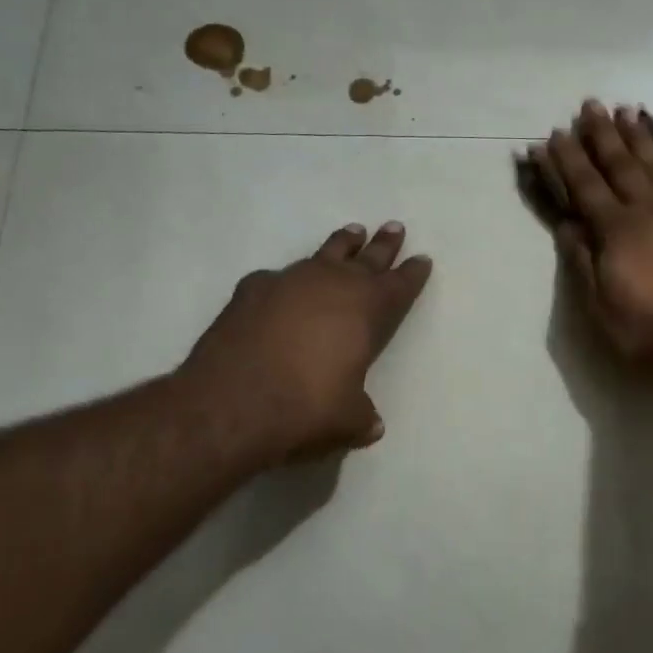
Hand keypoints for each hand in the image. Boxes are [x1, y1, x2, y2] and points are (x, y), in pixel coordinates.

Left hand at [182, 222, 432, 462]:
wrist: (230, 404)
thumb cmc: (305, 409)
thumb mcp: (347, 420)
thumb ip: (362, 416)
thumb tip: (371, 424)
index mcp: (366, 310)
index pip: (399, 286)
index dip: (412, 273)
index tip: (422, 259)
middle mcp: (331, 285)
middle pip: (366, 258)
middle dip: (383, 245)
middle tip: (394, 227)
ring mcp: (288, 282)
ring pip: (323, 255)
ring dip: (341, 246)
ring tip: (351, 233)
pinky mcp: (250, 290)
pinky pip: (277, 277)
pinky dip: (286, 280)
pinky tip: (282, 285)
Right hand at [523, 101, 652, 366]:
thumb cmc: (650, 331)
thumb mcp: (601, 308)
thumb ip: (583, 263)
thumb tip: (567, 225)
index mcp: (617, 231)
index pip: (585, 187)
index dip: (567, 160)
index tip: (555, 135)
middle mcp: (649, 212)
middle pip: (621, 166)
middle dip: (602, 135)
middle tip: (591, 105)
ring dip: (643, 139)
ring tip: (630, 112)